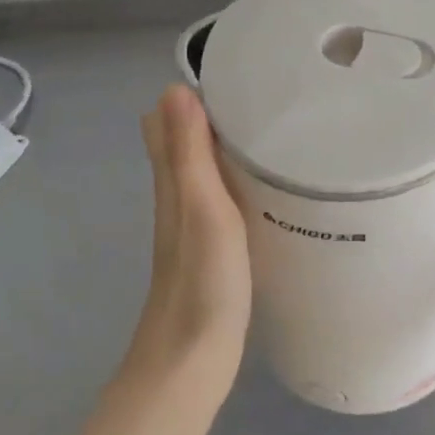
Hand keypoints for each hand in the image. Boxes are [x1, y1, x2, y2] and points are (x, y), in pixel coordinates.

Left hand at [128, 85, 252, 408]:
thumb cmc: (201, 280)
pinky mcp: (212, 249)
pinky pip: (221, 197)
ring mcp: (193, 225)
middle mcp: (177, 197)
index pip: (167, 122)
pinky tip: (264, 183)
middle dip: (210, 113)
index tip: (233, 72)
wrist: (191, 362)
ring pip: (202, 170)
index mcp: (173, 182)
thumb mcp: (201, 207)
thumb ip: (188, 152)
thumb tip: (173, 88)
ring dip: (224, 145)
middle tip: (259, 95)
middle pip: (183, 143)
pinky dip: (235, 178)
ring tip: (267, 127)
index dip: (191, 93)